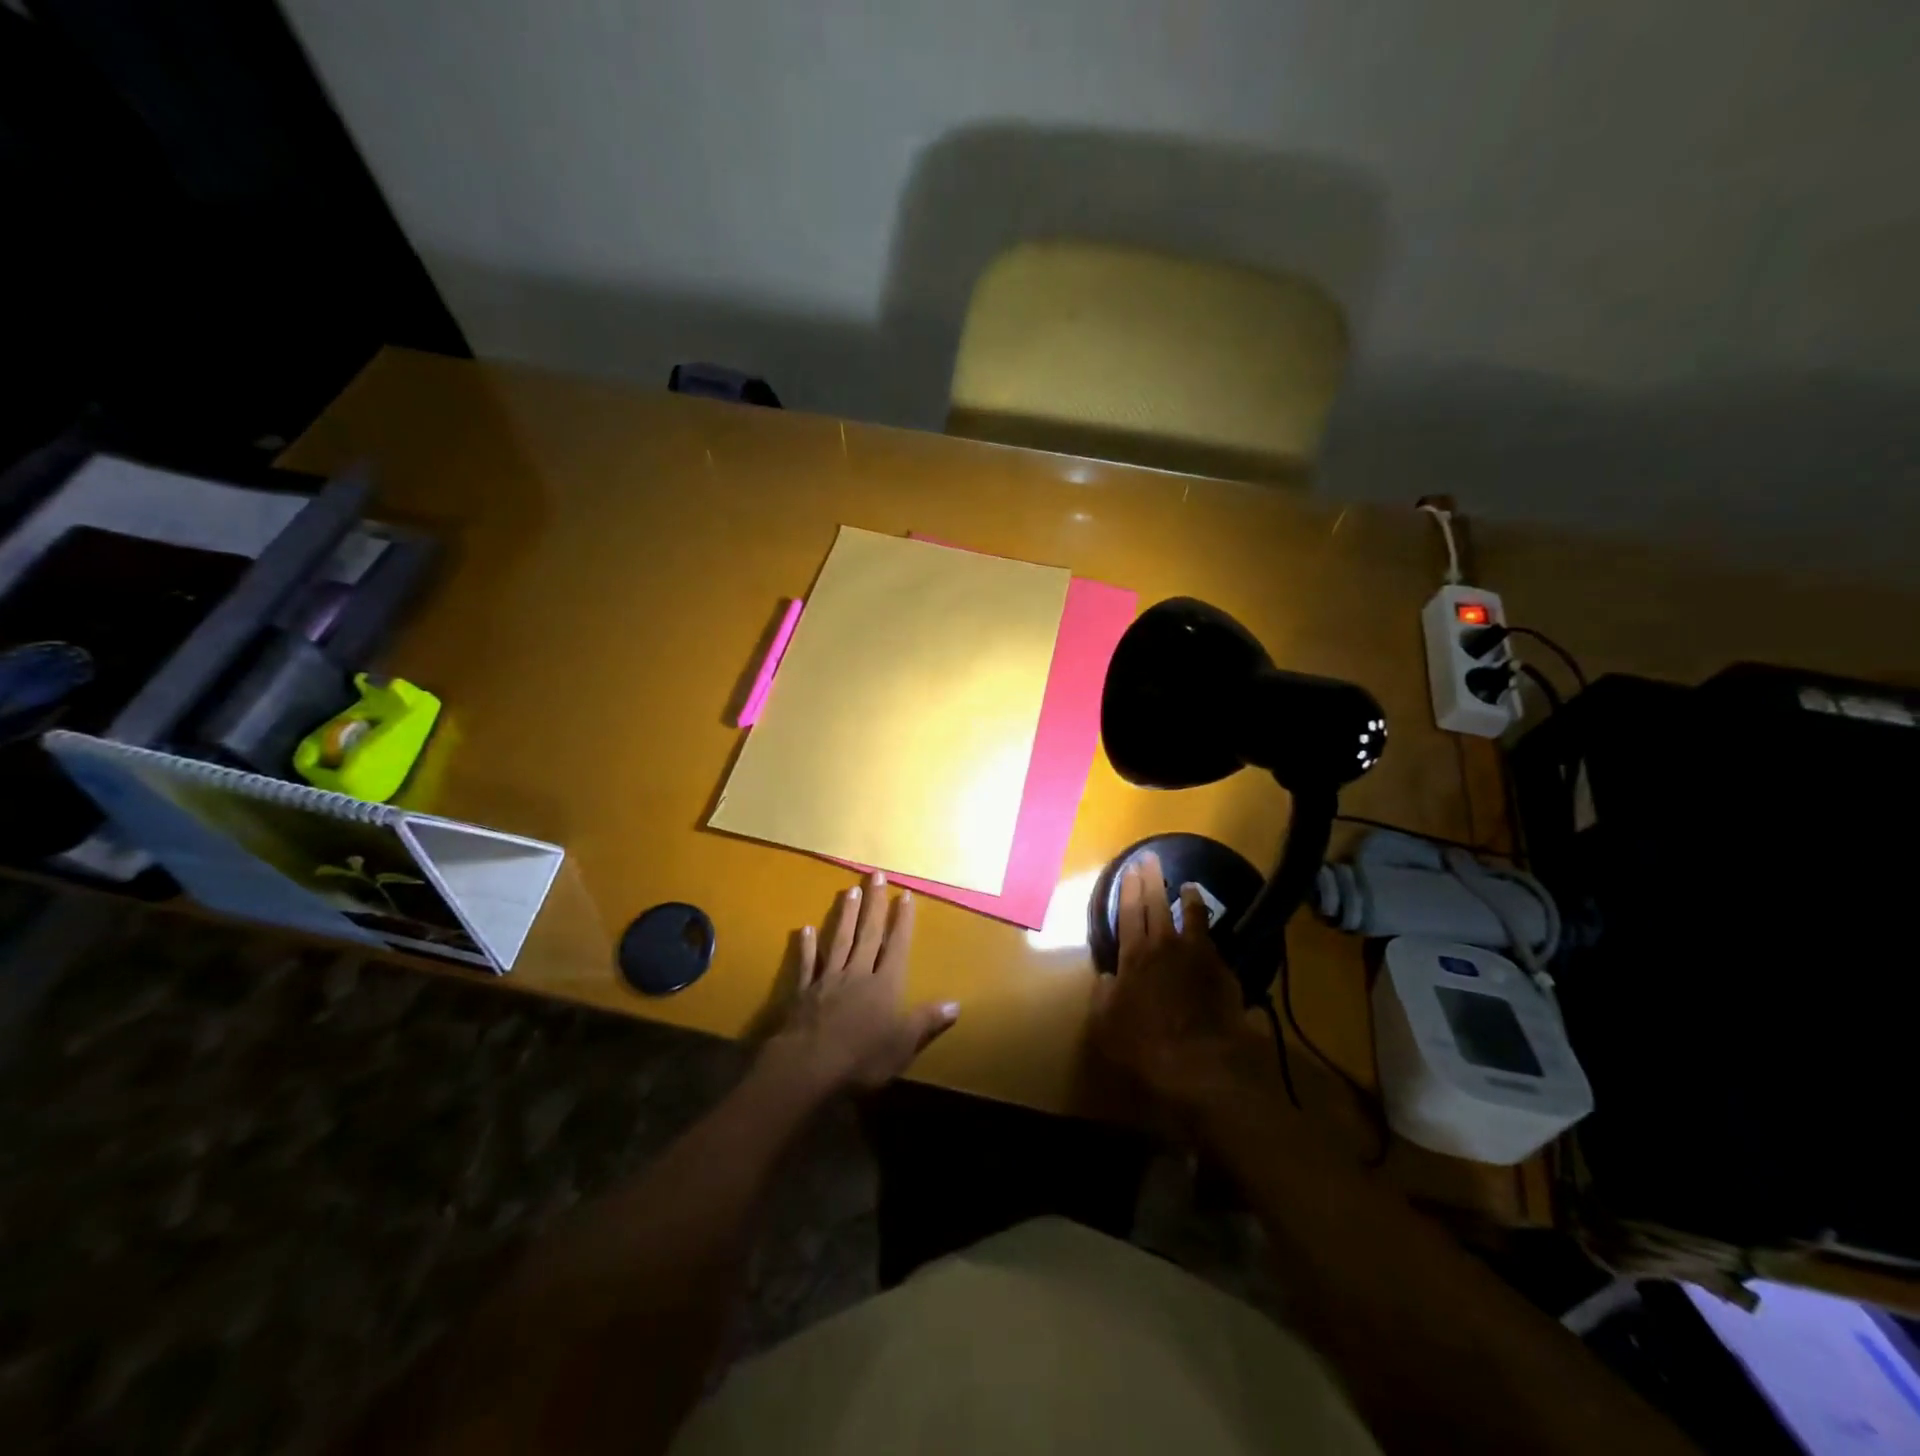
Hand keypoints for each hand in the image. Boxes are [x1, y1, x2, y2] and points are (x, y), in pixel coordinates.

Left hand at [762, 872, 959, 1094]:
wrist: (808, 1067)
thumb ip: (926, 1021)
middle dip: (874, 904)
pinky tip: (804, 930)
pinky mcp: (803, 992)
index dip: (902, 921)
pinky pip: (806, 964)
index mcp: (885, 985)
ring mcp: (828, 980)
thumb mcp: (903, 1045)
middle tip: (876, 875)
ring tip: (849, 890)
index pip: (897, 946)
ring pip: (839, 941)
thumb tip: (956, 1004)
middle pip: (867, 934)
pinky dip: (806, 947)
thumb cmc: (862, 1059)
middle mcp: (858, 974)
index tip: (905, 894)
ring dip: (845, 916)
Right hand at [1091, 852, 1275, 1117]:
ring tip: (1187, 885)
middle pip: (1157, 903)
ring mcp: (1197, 955)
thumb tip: (1106, 977)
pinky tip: (1209, 931)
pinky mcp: (1222, 971)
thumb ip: (1103, 995)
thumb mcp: (1106, 1023)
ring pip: (1192, 916)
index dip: (1129, 888)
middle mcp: (1165, 946)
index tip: (1130, 868)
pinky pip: (1213, 941)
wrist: (1203, 1062)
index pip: (1130, 911)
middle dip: (1152, 879)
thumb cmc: (1146, 1045)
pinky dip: (1208, 931)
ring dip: (1188, 898)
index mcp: (1134, 955)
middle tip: (1151, 859)